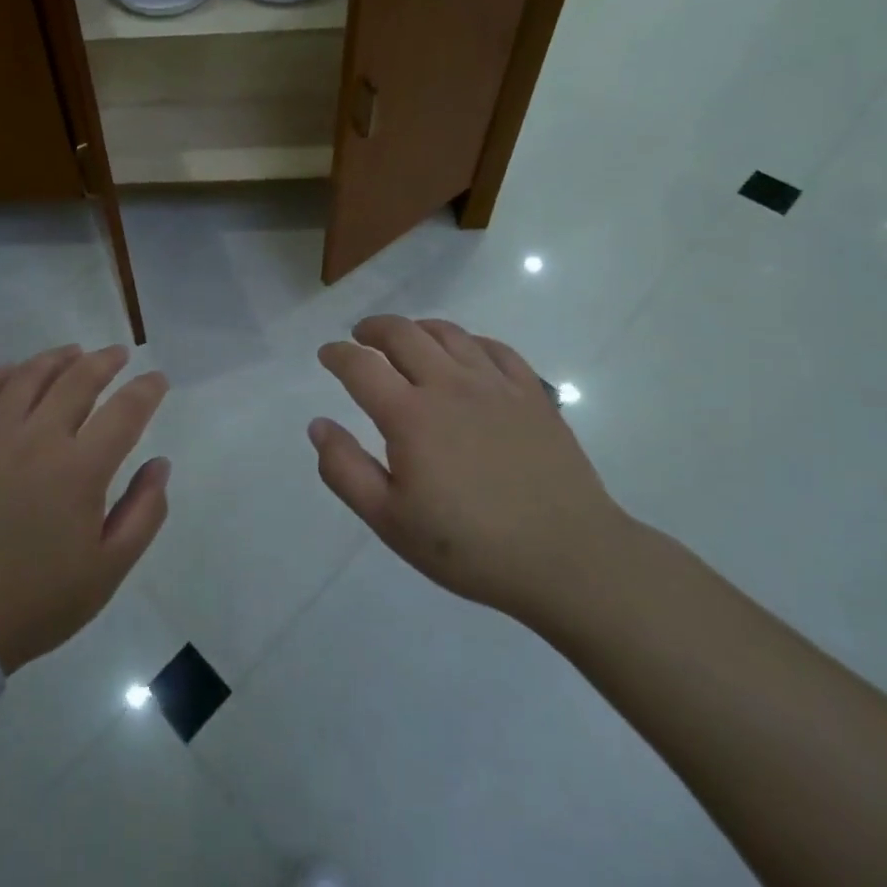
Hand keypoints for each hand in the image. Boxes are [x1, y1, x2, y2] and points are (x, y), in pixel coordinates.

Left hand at [0, 345, 170, 672]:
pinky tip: (14, 371)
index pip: (125, 411)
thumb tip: (160, 464)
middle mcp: (37, 440)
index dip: (147, 389)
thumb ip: (144, 512)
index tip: (158, 380)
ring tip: (73, 352)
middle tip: (119, 354)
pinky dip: (0, 375)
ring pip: (28, 377)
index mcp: (80, 470)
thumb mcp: (108, 569)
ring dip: (56, 358)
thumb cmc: (39, 598)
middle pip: (77, 380)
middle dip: (105, 361)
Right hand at [310, 316, 631, 630]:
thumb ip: (345, 470)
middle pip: (403, 334)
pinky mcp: (532, 394)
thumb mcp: (390, 521)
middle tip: (361, 337)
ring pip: (448, 333)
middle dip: (374, 329)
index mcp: (410, 415)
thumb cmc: (470, 546)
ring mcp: (495, 385)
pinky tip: (465, 353)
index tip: (326, 354)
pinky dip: (469, 341)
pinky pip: (494, 348)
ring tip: (407, 339)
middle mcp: (449, 385)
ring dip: (418, 329)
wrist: (568, 558)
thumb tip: (318, 424)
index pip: (360, 366)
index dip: (337, 354)